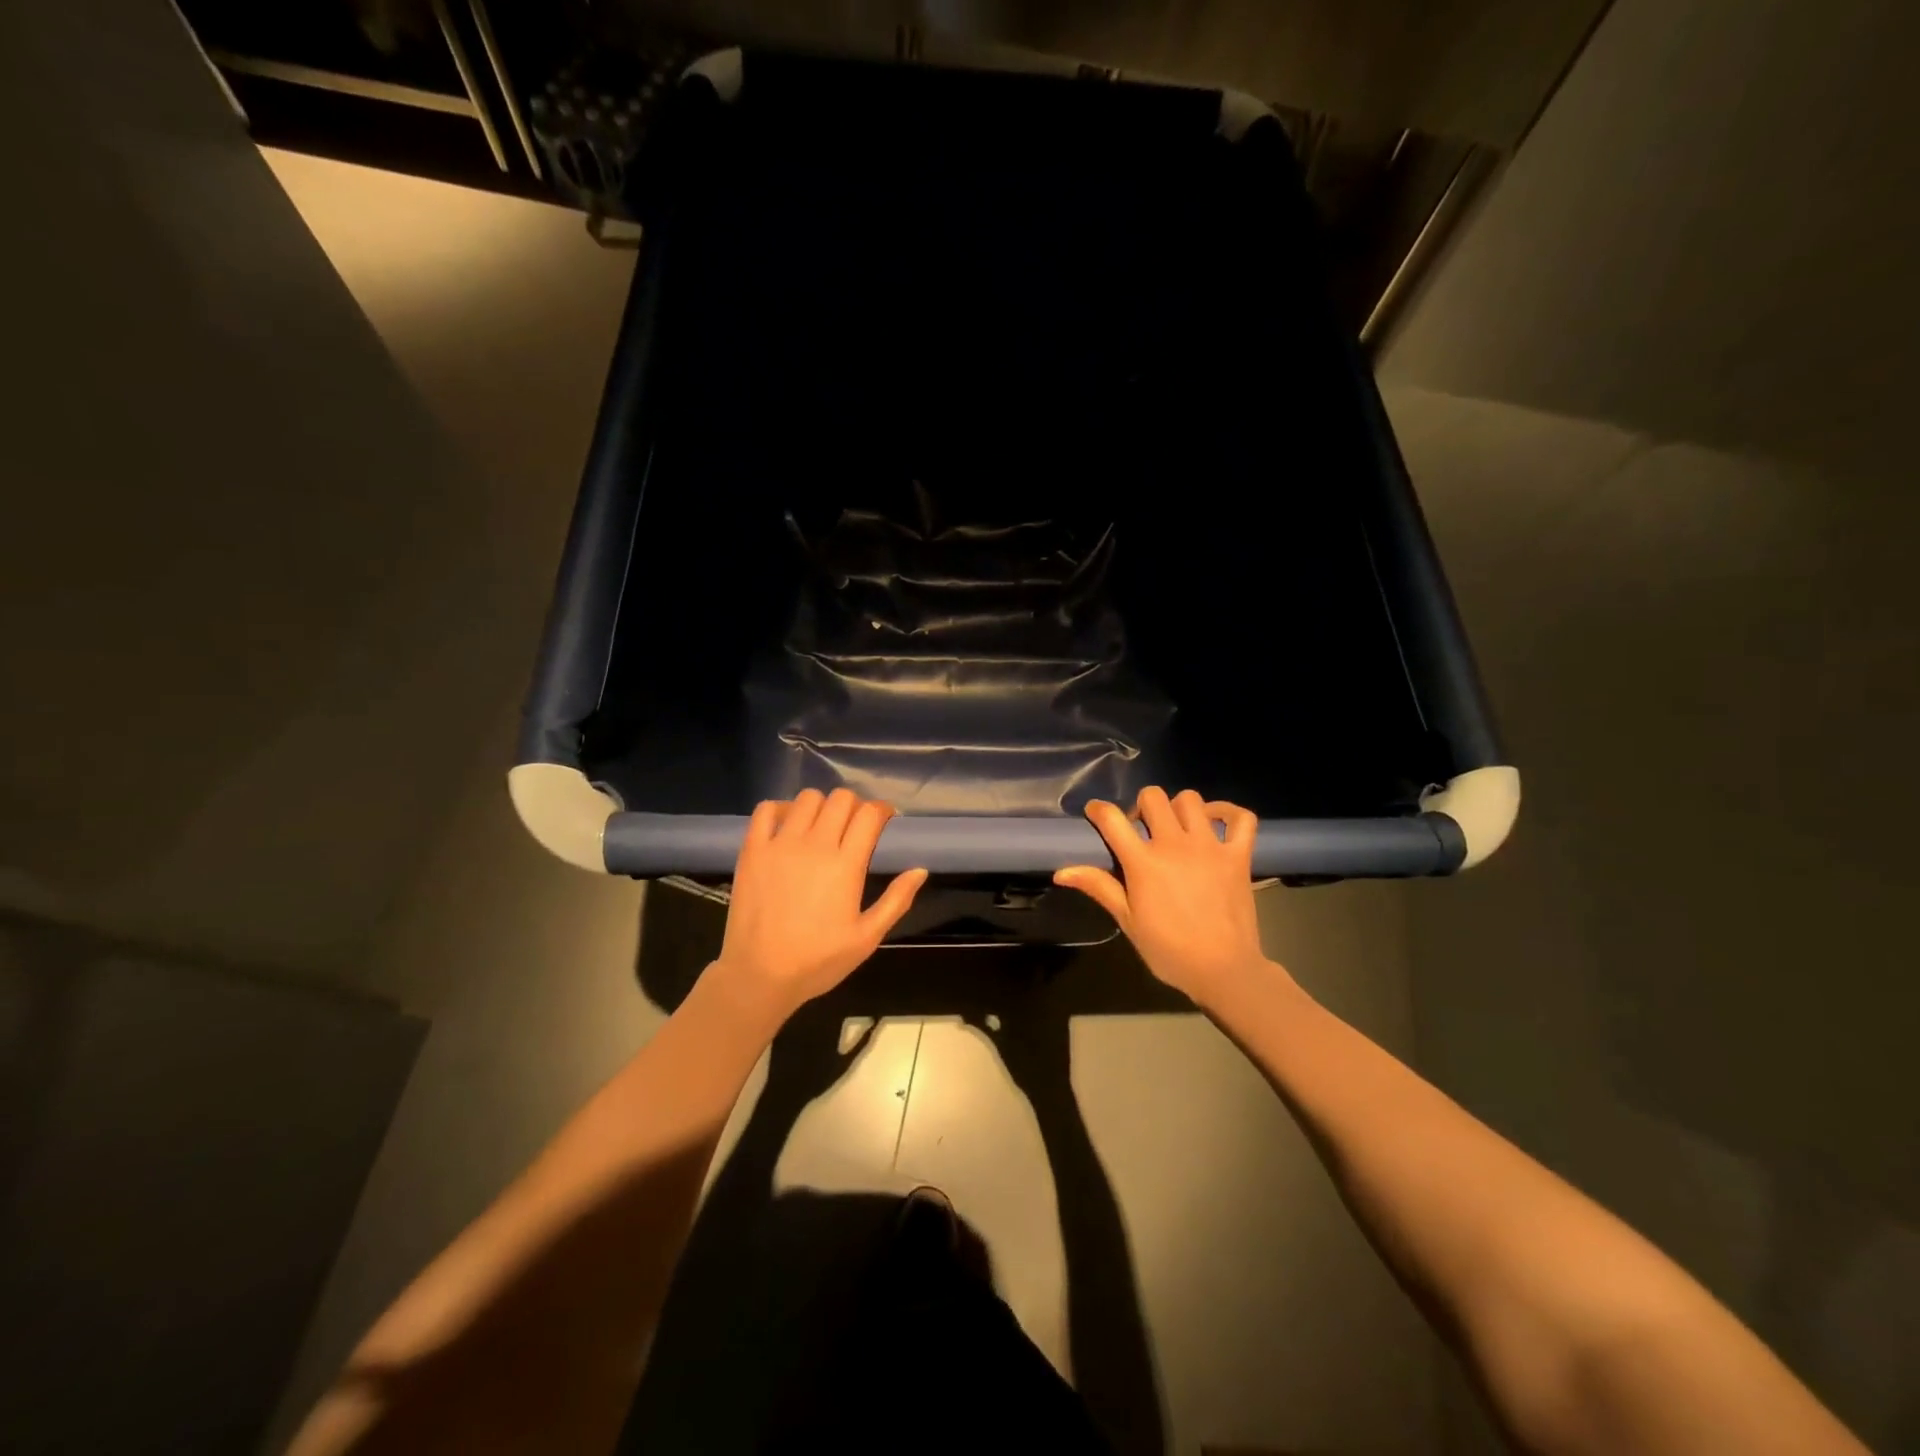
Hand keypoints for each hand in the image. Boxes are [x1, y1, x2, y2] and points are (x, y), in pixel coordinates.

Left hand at [708, 789, 927, 1023]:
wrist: (759, 975)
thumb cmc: (818, 960)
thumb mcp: (867, 938)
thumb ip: (896, 901)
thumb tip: (920, 870)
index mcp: (846, 865)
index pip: (869, 814)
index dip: (882, 810)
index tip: (885, 821)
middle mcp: (815, 845)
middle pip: (841, 799)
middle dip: (855, 806)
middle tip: (855, 827)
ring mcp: (780, 844)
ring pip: (808, 798)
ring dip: (822, 806)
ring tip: (823, 826)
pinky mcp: (753, 849)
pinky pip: (766, 809)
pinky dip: (781, 809)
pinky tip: (788, 826)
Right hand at [1053, 787, 1272, 1006]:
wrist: (1223, 969)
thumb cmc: (1169, 949)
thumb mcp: (1127, 920)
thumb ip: (1098, 887)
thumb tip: (1061, 872)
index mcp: (1143, 862)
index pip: (1112, 819)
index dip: (1099, 810)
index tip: (1096, 814)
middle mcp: (1175, 844)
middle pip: (1153, 797)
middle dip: (1141, 806)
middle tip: (1142, 829)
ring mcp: (1210, 846)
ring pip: (1191, 800)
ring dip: (1179, 808)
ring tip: (1176, 828)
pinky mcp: (1238, 855)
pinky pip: (1241, 817)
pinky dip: (1228, 812)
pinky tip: (1216, 822)